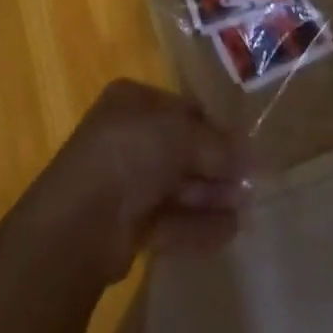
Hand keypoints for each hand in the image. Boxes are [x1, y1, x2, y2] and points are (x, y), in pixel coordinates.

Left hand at [12, 80, 249, 284]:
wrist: (83, 219)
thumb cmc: (131, 153)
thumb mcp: (180, 135)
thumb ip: (216, 144)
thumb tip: (249, 152)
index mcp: (132, 100)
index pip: (181, 108)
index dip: (213, 127)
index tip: (242, 147)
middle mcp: (127, 135)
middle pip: (180, 148)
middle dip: (214, 165)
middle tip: (249, 183)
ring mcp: (125, 181)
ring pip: (176, 185)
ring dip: (210, 195)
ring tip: (245, 208)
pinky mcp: (127, 224)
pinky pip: (170, 219)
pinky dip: (197, 224)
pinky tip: (229, 232)